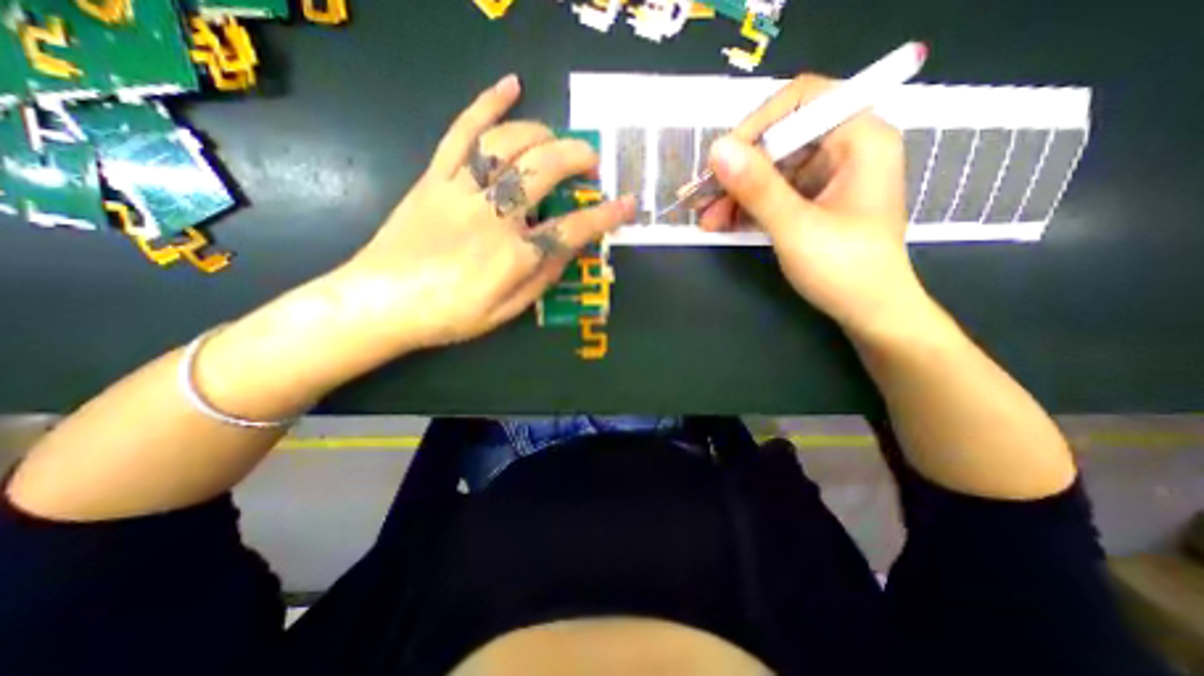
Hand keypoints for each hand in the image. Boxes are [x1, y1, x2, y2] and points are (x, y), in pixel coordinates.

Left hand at [324, 74, 633, 350]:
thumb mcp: (507, 312)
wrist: (381, 301)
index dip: (605, 216)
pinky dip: (487, 103)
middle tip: (592, 161)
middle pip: (545, 172)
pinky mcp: (435, 177)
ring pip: (509, 145)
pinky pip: (462, 131)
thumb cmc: (450, 314)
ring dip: (543, 134)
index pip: (573, 230)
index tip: (628, 204)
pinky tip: (511, 85)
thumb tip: (568, 250)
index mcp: (514, 256)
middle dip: (577, 159)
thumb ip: (542, 279)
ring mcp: (462, 190)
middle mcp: (493, 216)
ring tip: (558, 140)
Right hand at [702, 73, 922, 336]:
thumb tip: (717, 149)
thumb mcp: (795, 226)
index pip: (802, 100)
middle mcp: (844, 148)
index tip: (721, 159)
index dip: (756, 124)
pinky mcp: (813, 201)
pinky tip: (721, 224)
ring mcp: (827, 177)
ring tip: (705, 219)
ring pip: (770, 170)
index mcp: (858, 138)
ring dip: (734, 193)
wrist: (869, 312)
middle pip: (779, 139)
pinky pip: (773, 193)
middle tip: (699, 197)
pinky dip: (747, 207)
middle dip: (736, 170)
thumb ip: (757, 187)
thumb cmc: (844, 269)